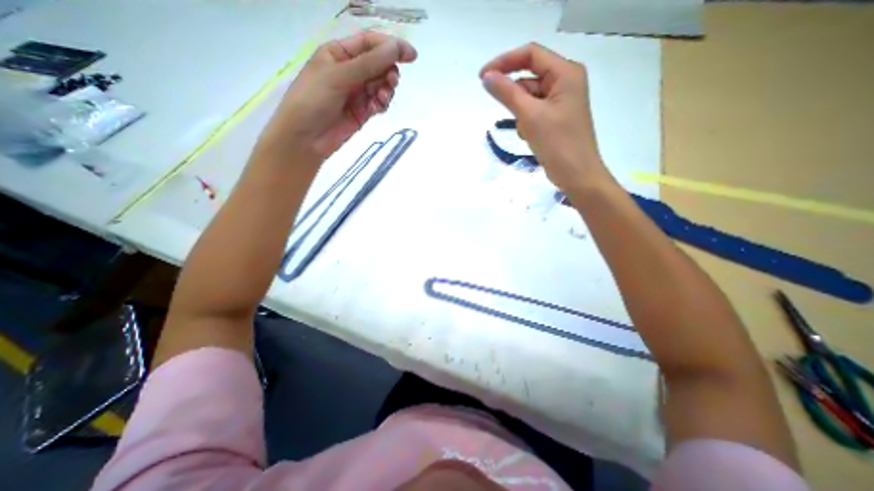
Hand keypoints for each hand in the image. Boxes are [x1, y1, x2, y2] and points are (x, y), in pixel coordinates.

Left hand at [256, 30, 416, 159]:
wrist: (306, 138)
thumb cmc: (314, 99)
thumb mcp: (339, 76)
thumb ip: (369, 63)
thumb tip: (396, 48)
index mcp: (339, 53)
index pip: (370, 44)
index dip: (391, 47)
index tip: (411, 56)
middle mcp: (350, 71)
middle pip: (379, 65)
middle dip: (388, 72)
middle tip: (391, 82)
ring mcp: (357, 93)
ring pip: (382, 86)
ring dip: (386, 90)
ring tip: (381, 98)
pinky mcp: (363, 112)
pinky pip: (379, 103)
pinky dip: (382, 104)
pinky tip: (377, 108)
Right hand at [477, 41, 612, 195]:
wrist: (577, 175)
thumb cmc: (558, 143)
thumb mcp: (530, 116)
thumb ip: (507, 93)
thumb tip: (486, 77)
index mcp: (565, 73)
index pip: (530, 54)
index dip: (504, 62)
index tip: (482, 78)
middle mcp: (565, 82)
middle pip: (529, 77)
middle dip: (515, 97)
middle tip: (512, 116)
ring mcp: (560, 101)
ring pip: (529, 97)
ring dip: (521, 113)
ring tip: (528, 132)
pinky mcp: (555, 117)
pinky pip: (534, 112)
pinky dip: (526, 122)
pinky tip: (531, 137)